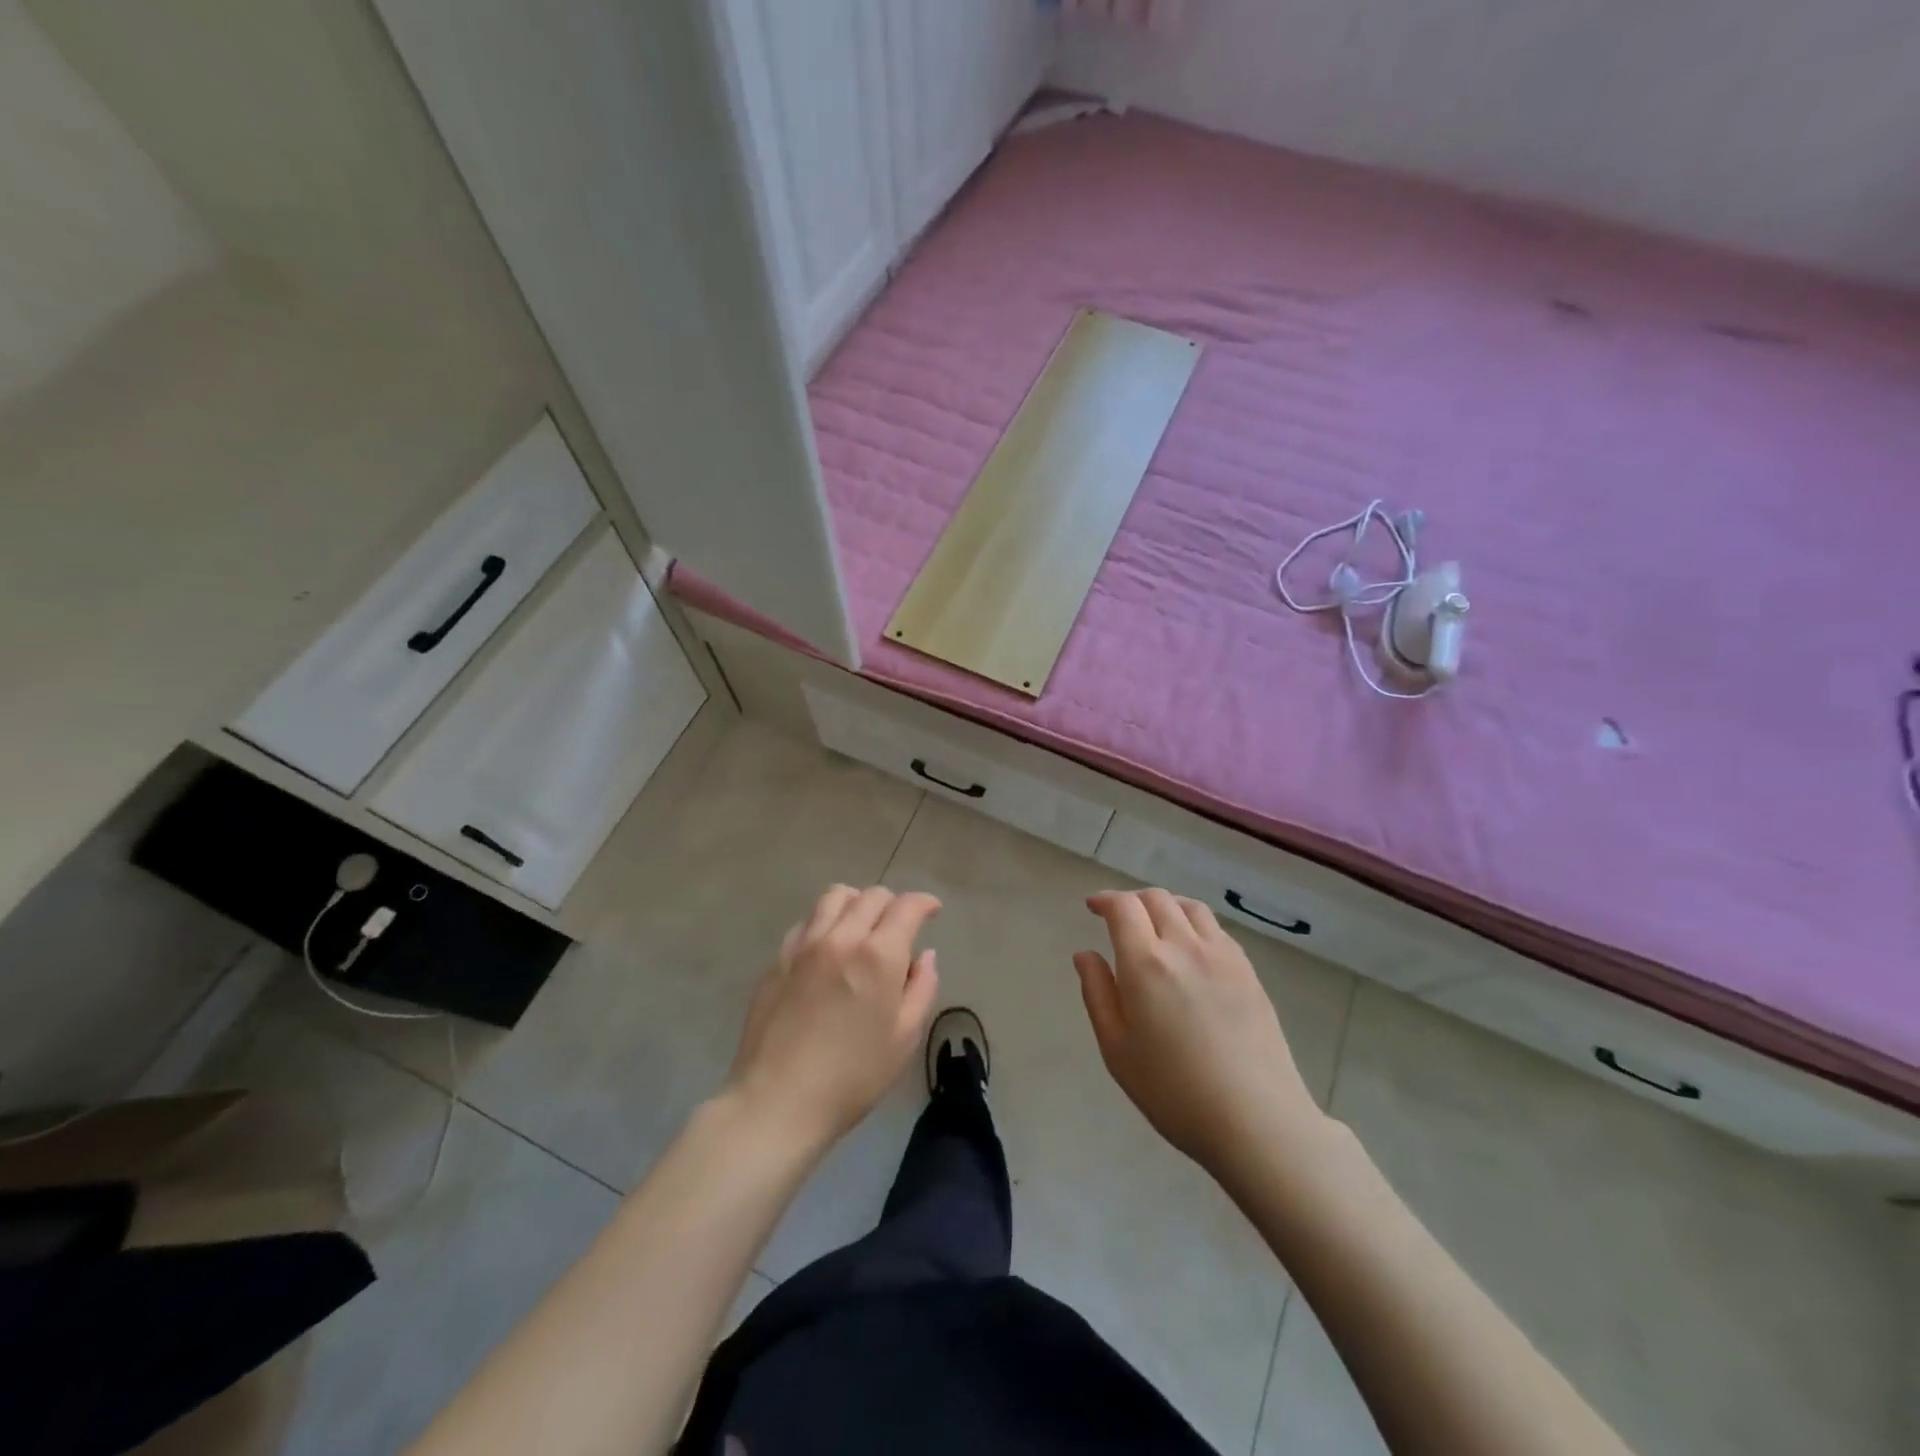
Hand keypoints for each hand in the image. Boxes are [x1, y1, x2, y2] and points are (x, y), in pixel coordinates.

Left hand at [726, 885, 940, 1149]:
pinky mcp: (778, 959)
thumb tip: (924, 955)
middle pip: (871, 896)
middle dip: (893, 904)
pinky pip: (807, 922)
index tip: (932, 910)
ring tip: (862, 926)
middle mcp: (841, 937)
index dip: (924, 902)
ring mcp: (804, 945)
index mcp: (878, 955)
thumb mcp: (904, 1038)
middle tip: (900, 926)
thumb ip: (921, 988)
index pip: (906, 907)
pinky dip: (825, 922)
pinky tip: (828, 948)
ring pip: (834, 897)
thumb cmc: (853, 1077)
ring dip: (856, 903)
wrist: (778, 1101)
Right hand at [1074, 888, 1325, 1180]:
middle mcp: (1184, 946)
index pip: (1123, 907)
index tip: (1092, 907)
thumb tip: (1085, 955)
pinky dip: (1194, 924)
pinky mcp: (1248, 971)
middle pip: (1156, 899)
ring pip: (1190, 907)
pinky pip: (1216, 929)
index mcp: (1146, 963)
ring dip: (1165, 906)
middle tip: (1119, 919)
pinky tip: (1191, 949)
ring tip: (1155, 925)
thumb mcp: (1117, 1050)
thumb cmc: (1174, 1092)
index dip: (1104, 899)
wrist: (1256, 1120)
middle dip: (1132, 900)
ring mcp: (1222, 955)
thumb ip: (1098, 994)